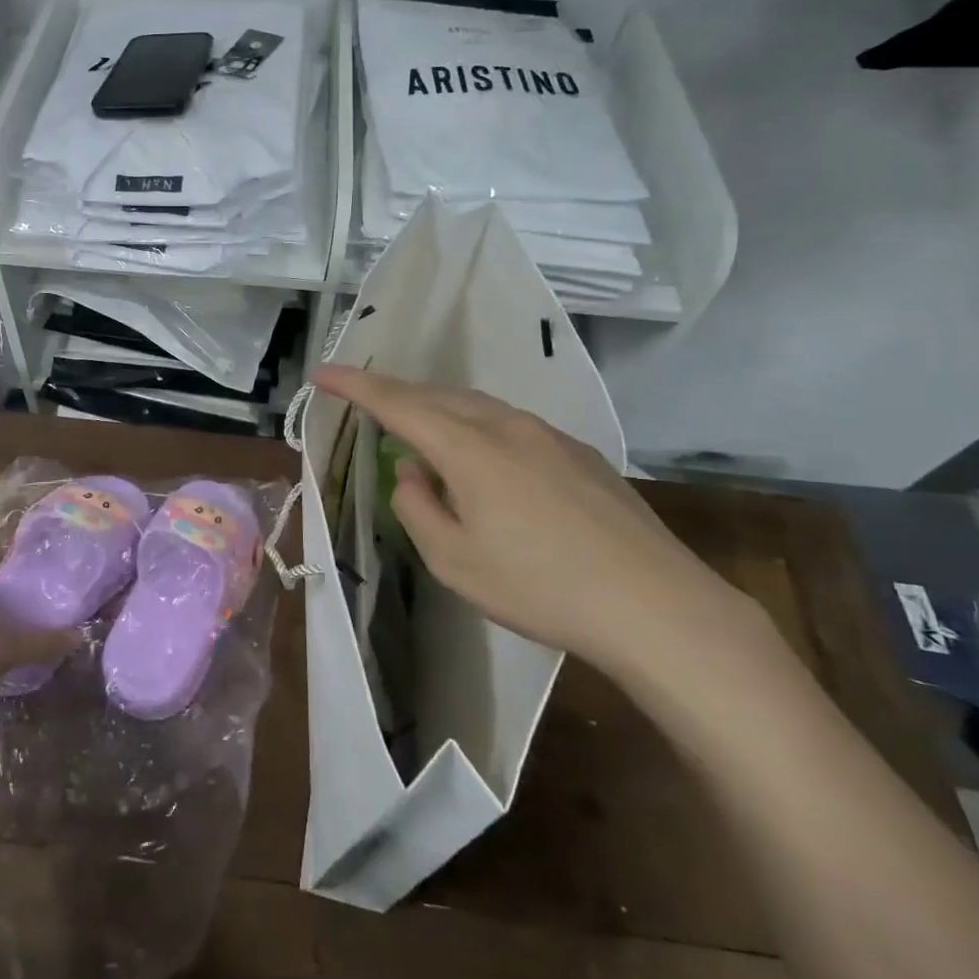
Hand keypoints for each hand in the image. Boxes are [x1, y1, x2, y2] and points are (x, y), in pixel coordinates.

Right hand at [314, 366, 770, 682]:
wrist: (656, 606)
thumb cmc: (540, 587)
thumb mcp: (453, 560)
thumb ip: (417, 507)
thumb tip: (412, 471)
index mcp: (469, 448)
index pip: (398, 403)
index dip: (355, 385)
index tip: (322, 372)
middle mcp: (508, 426)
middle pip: (439, 396)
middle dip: (397, 396)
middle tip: (367, 405)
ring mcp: (551, 436)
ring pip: (479, 407)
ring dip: (441, 413)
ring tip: (423, 438)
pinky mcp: (582, 454)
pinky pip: (512, 426)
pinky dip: (480, 430)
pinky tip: (486, 465)